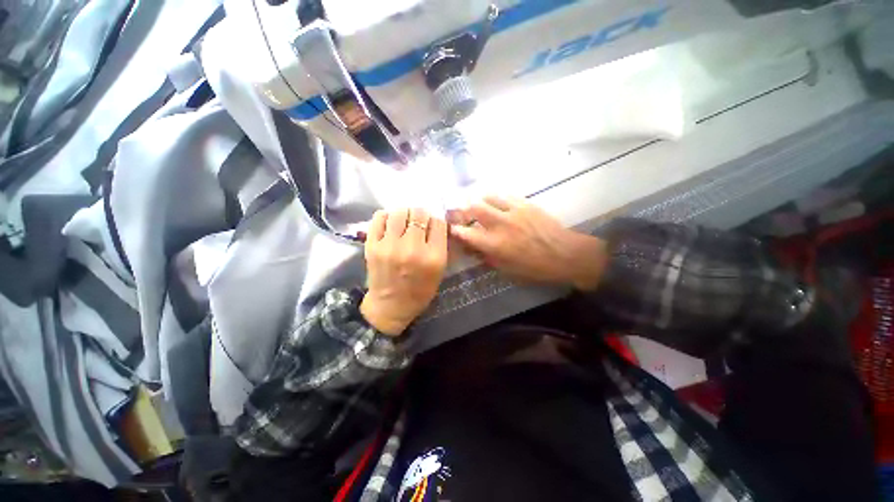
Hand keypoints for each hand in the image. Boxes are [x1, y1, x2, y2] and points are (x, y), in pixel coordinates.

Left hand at [361, 208, 448, 335]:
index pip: (438, 222)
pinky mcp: (372, 245)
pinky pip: (380, 217)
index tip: (432, 225)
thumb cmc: (420, 290)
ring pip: (400, 212)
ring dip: (405, 214)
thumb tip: (437, 221)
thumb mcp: (440, 270)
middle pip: (419, 213)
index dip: (436, 221)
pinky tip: (391, 224)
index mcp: (433, 257)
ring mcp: (390, 246)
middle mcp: (412, 249)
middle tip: (418, 223)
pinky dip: (387, 217)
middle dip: (421, 216)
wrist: (391, 306)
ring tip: (404, 223)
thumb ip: (441, 245)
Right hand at [450, 196, 606, 289]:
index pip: (465, 233)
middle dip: (463, 209)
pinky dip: (497, 198)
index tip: (451, 228)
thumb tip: (473, 248)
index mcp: (494, 244)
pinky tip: (497, 203)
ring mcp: (513, 211)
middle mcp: (500, 224)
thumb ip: (487, 257)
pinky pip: (505, 195)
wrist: (565, 254)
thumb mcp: (507, 269)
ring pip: (488, 197)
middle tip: (462, 212)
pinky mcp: (526, 204)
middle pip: (474, 208)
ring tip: (478, 205)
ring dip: (480, 200)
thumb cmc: (535, 268)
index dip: (454, 229)